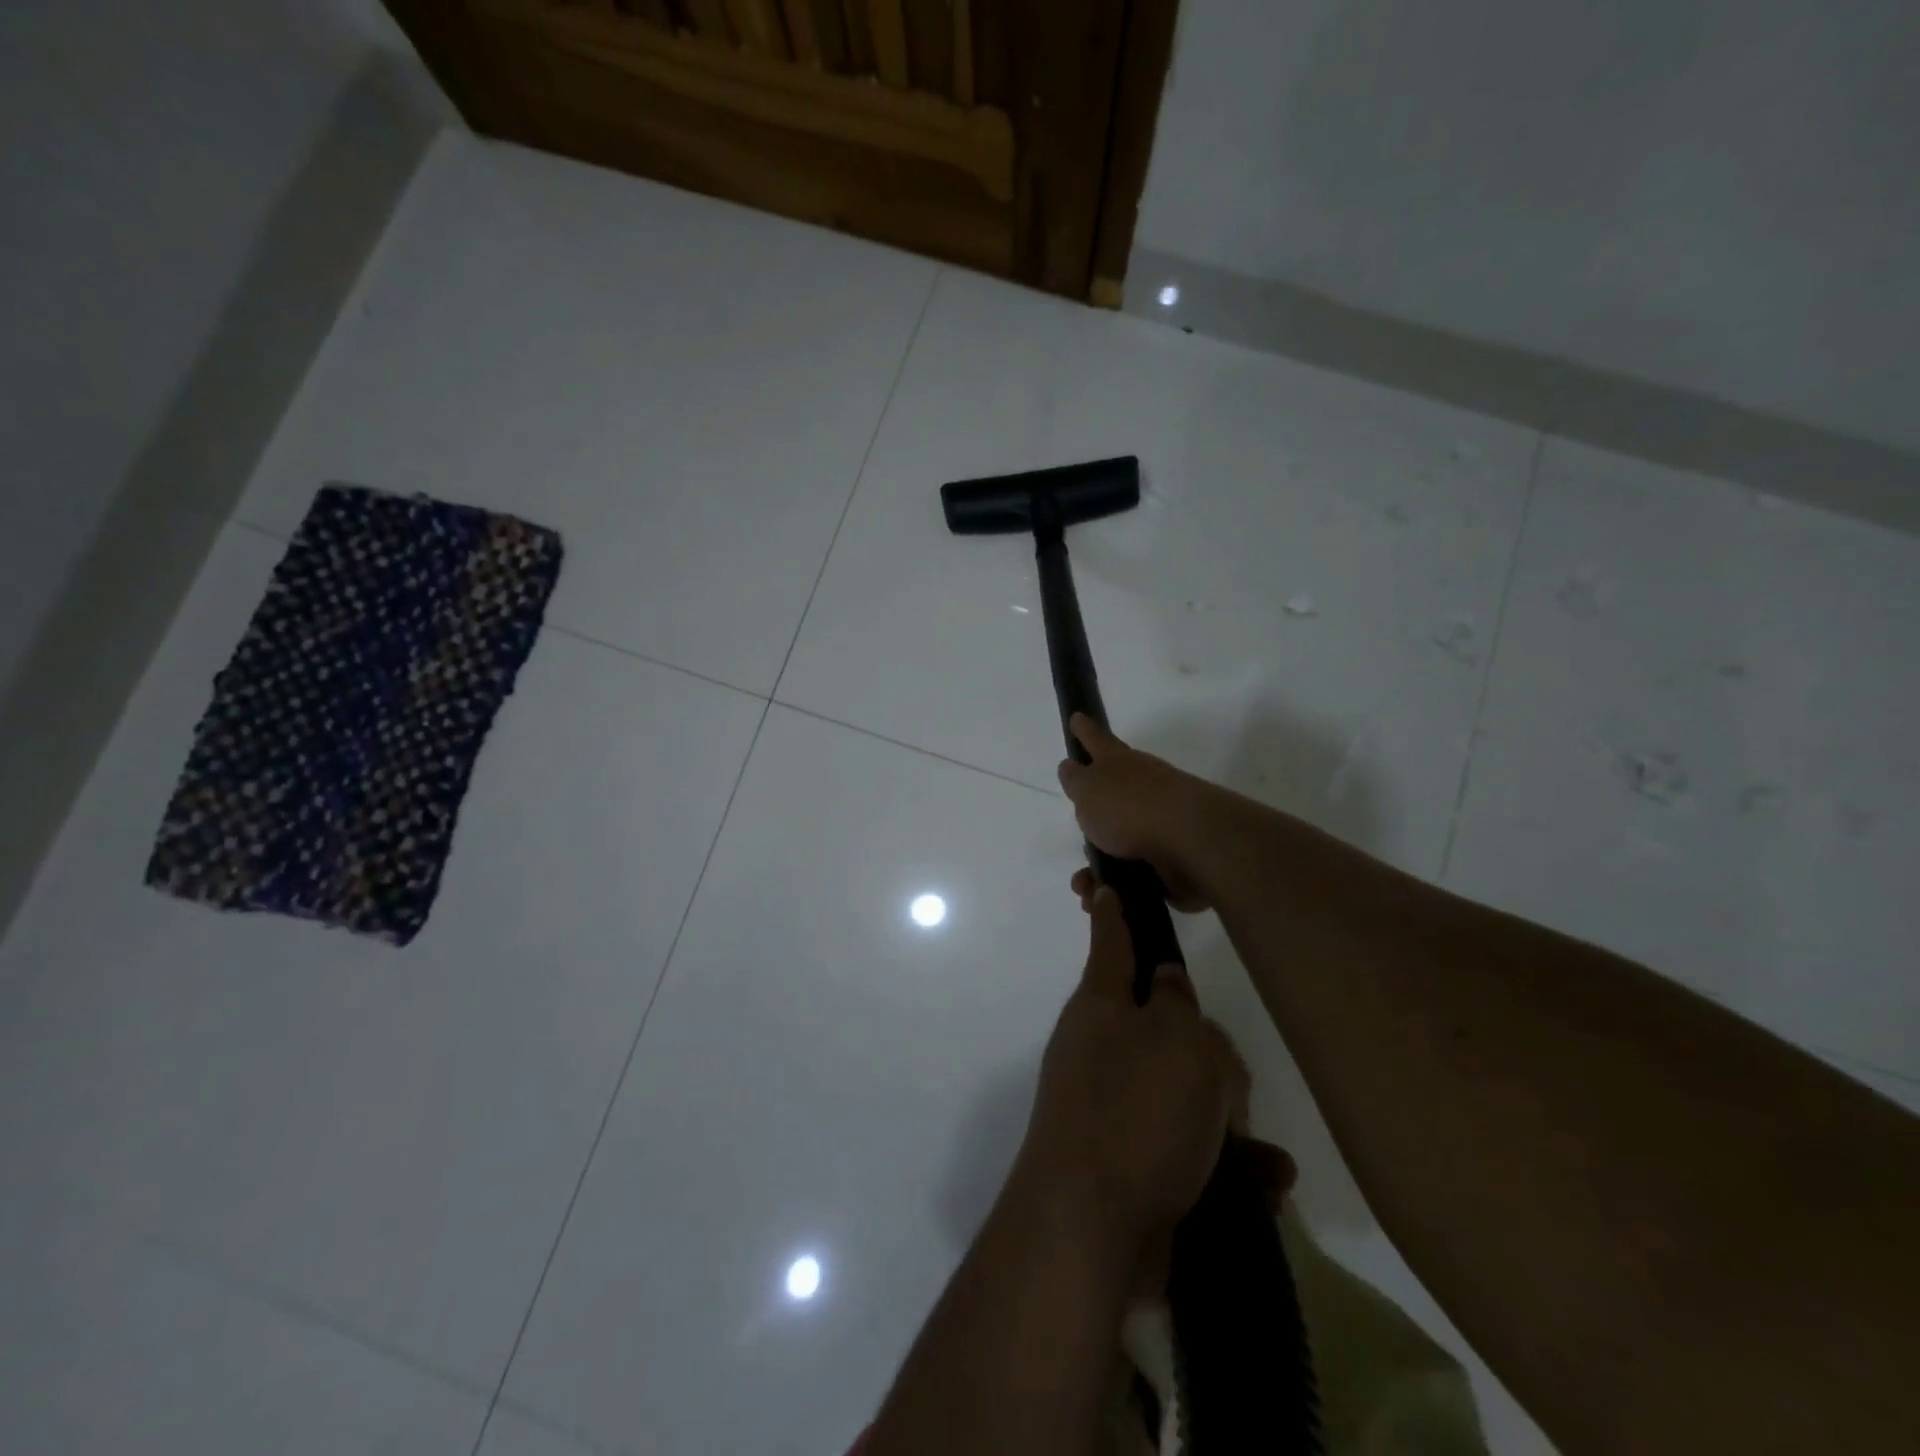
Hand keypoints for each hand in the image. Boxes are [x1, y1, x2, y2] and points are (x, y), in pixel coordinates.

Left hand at [1014, 887, 1237, 1262]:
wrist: (1091, 1228)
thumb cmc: (1135, 1113)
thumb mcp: (1175, 1042)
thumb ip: (1179, 1005)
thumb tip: (1167, 984)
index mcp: (1101, 1006)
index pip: (1112, 943)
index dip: (1113, 914)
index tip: (1104, 888)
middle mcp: (1101, 1049)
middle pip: (1167, 1028)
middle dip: (1208, 1055)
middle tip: (1226, 1087)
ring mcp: (1113, 1107)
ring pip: (1185, 1090)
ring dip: (1225, 1117)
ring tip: (1243, 1149)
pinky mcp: (1132, 1162)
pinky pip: (1188, 1147)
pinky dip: (1225, 1163)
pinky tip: (1262, 1184)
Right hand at [1056, 715, 1213, 910]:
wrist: (1191, 845)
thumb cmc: (1131, 808)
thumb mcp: (1089, 789)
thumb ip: (1076, 780)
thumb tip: (1071, 767)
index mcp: (1121, 765)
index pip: (1098, 741)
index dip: (1085, 732)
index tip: (1077, 719)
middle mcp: (1143, 789)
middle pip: (1111, 798)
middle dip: (1092, 817)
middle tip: (1080, 832)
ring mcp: (1160, 825)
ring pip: (1119, 844)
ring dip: (1098, 867)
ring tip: (1084, 886)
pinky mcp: (1171, 861)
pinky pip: (1134, 876)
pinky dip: (1117, 889)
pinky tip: (1106, 900)